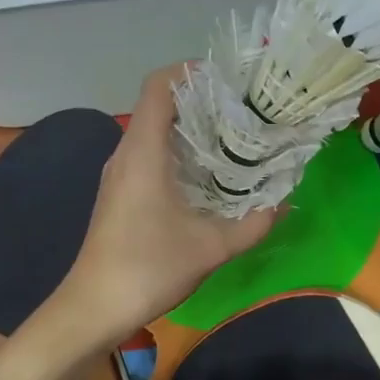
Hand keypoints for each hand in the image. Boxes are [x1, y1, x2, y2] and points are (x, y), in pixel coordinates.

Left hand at [59, 67, 277, 340]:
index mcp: (144, 152)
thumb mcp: (212, 247)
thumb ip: (254, 223)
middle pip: (161, 104)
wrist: (94, 308)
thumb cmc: (148, 268)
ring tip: (237, 136)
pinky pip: (153, 153)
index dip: (192, 71)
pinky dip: (182, 151)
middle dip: (203, 99)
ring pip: (157, 130)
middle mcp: (128, 153)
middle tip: (246, 110)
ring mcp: (121, 173)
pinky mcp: (122, 192)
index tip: (230, 80)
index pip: (159, 86)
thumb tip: (285, 202)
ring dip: (194, 127)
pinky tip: (211, 174)